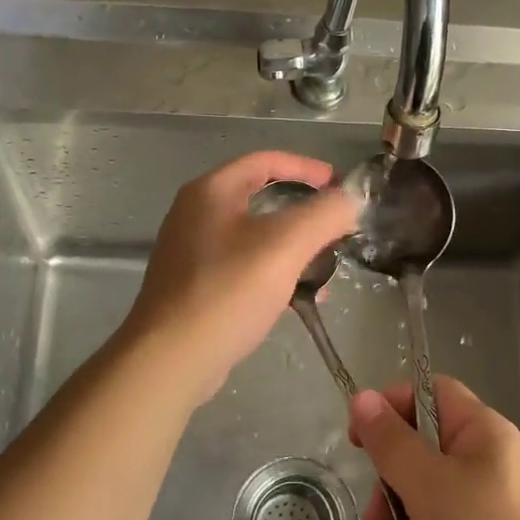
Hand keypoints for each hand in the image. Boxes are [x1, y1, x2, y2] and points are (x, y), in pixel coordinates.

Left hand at [119, 152, 358, 403]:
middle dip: (303, 211)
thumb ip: (324, 214)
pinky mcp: (192, 285)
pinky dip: (272, 271)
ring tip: (324, 267)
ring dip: (292, 245)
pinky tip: (296, 298)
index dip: (306, 168)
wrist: (169, 359)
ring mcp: (190, 250)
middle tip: (335, 227)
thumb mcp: (285, 245)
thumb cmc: (227, 291)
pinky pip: (242, 265)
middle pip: (259, 196)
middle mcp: (195, 213)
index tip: (339, 186)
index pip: (265, 160)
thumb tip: (351, 199)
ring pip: (253, 235)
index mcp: (211, 191)